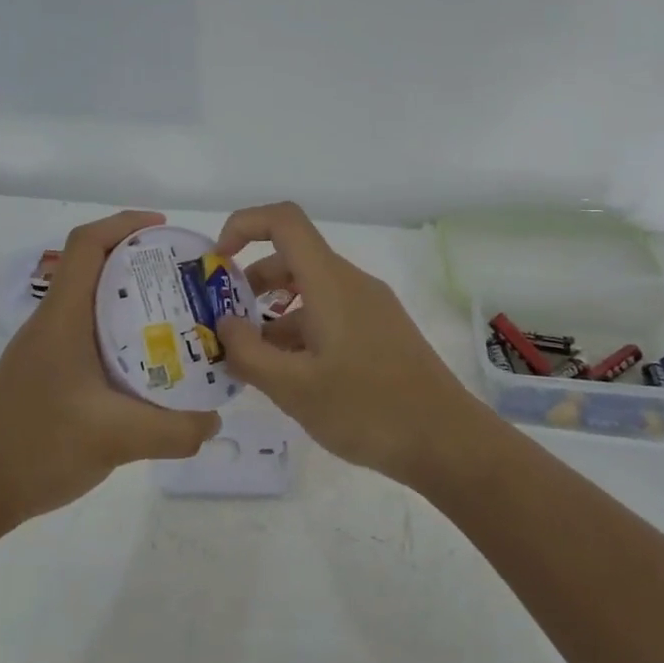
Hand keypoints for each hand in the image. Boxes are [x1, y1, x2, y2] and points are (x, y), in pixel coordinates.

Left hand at [0, 210, 220, 527]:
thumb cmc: (34, 447)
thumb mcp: (115, 438)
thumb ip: (174, 430)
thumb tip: (214, 420)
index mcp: (63, 318)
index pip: (87, 244)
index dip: (125, 224)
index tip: (167, 230)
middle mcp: (53, 324)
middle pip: (96, 270)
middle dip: (143, 265)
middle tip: (190, 282)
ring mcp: (47, 352)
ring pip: (95, 308)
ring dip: (135, 305)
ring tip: (181, 323)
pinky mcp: (48, 377)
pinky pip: (92, 340)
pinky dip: (123, 340)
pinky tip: (149, 371)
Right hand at [215, 202, 482, 485]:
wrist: (446, 441)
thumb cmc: (366, 409)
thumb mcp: (294, 388)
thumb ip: (248, 353)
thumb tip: (225, 323)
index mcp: (330, 282)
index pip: (283, 220)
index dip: (244, 226)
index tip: (217, 264)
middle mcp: (350, 284)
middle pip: (292, 258)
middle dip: (250, 283)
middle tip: (223, 323)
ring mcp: (369, 308)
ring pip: (310, 291)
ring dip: (273, 314)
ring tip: (248, 358)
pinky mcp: (379, 332)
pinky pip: (328, 314)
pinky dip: (299, 331)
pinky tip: (286, 374)